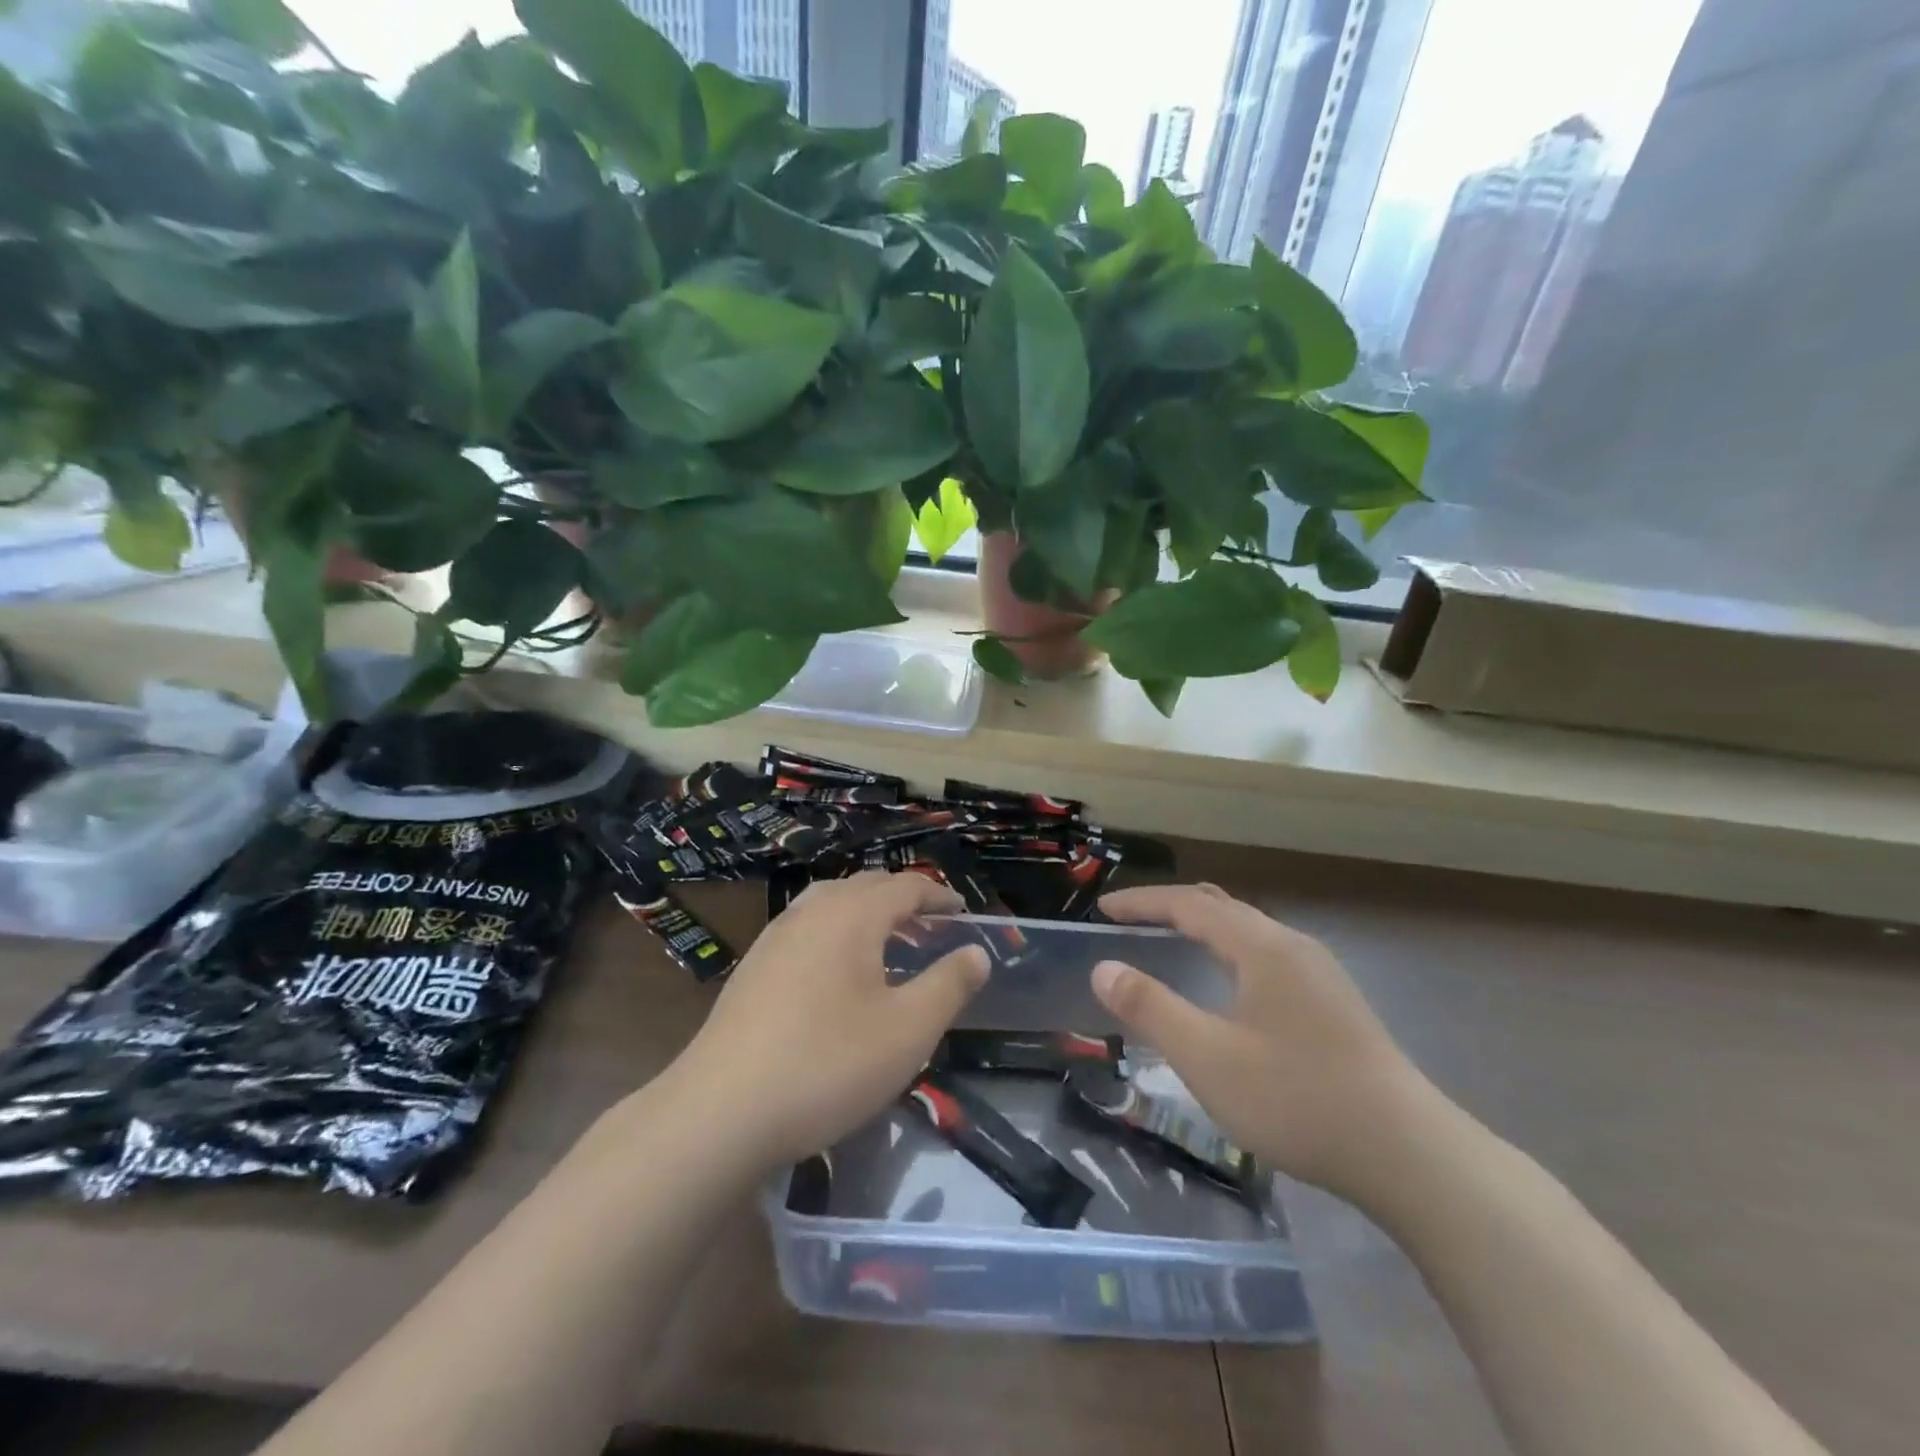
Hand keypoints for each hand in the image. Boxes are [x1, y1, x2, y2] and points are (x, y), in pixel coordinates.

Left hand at [674, 872, 989, 1168]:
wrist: (720, 1111)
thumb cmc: (828, 1065)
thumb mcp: (908, 1030)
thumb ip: (949, 985)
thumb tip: (977, 952)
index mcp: (852, 915)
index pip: (905, 886)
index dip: (938, 896)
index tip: (962, 913)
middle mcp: (811, 912)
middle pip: (865, 887)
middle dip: (903, 900)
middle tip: (931, 928)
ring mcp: (775, 937)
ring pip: (830, 903)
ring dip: (866, 914)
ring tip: (887, 945)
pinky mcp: (752, 967)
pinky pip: (806, 928)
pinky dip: (835, 933)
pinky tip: (837, 974)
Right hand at [1093, 883, 1443, 1203]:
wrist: (1410, 1156)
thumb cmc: (1297, 1099)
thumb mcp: (1207, 1057)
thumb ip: (1150, 1008)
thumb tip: (1104, 968)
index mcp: (1261, 947)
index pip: (1190, 905)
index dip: (1143, 902)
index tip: (1103, 909)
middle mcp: (1293, 946)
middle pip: (1223, 907)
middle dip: (1172, 907)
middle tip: (1132, 919)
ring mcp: (1321, 975)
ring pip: (1250, 931)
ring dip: (1205, 928)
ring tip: (1173, 940)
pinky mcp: (1336, 1005)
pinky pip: (1268, 955)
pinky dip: (1230, 951)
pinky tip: (1231, 985)